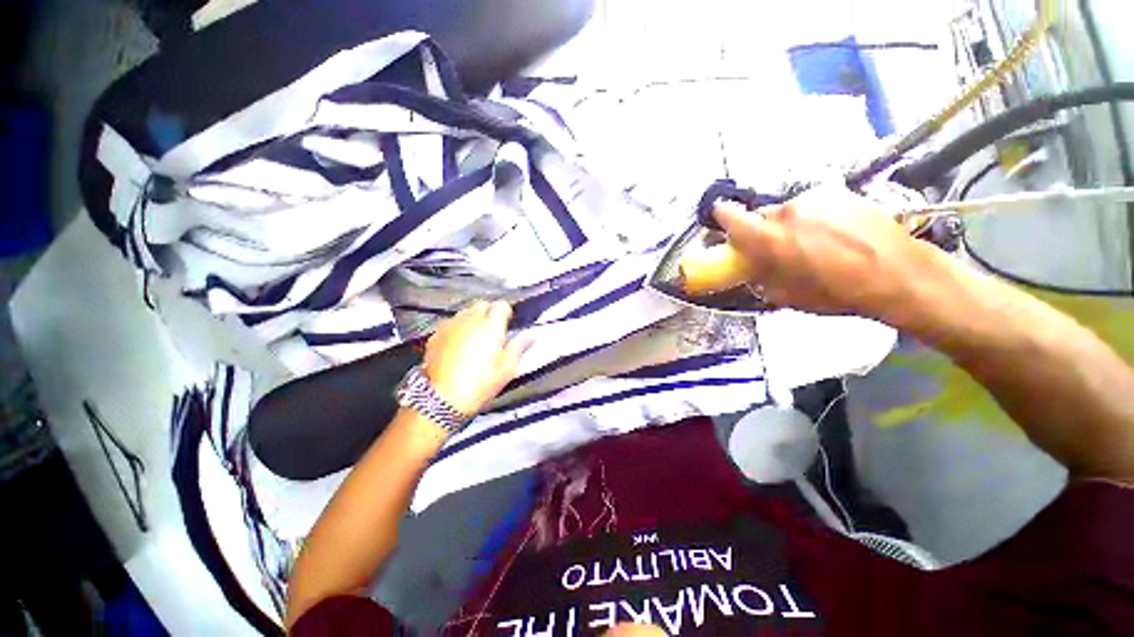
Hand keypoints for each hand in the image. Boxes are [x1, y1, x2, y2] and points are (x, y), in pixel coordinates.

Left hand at [422, 300, 531, 415]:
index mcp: (490, 326)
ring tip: (475, 335)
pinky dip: (457, 327)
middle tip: (492, 329)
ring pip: (465, 312)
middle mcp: (470, 319)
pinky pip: (450, 323)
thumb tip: (532, 334)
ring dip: (473, 318)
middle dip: (489, 312)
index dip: (506, 312)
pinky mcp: (435, 334)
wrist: (442, 399)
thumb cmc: (480, 384)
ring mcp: (450, 325)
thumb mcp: (507, 370)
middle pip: (482, 304)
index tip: (507, 323)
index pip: (501, 305)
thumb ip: (519, 347)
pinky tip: (457, 343)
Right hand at [713, 184, 935, 317]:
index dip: (722, 219)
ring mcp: (817, 198)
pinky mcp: (841, 193)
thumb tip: (751, 267)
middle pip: (762, 215)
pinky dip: (815, 217)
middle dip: (763, 230)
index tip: (723, 224)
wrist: (900, 275)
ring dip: (792, 224)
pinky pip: (815, 204)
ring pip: (790, 209)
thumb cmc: (838, 293)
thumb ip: (760, 276)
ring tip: (814, 243)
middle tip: (778, 247)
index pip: (730, 216)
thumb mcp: (788, 296)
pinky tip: (836, 233)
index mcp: (770, 238)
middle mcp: (789, 211)